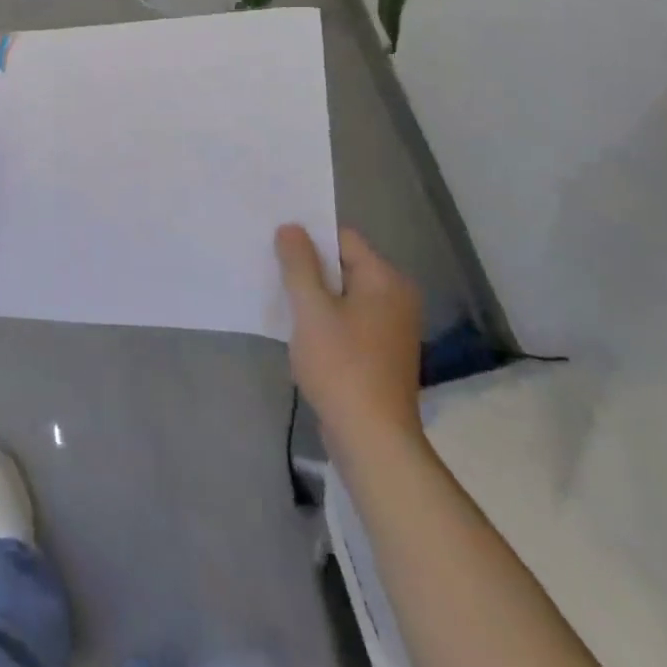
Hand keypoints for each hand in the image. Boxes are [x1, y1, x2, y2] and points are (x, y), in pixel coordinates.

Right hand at [276, 224, 424, 466]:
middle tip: (271, 268)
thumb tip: (291, 227)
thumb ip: (299, 264)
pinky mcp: (382, 353)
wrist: (372, 439)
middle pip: (344, 265)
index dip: (308, 237)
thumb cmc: (341, 366)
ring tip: (280, 298)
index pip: (343, 238)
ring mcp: (392, 328)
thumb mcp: (311, 309)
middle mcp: (396, 298)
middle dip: (308, 267)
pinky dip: (326, 319)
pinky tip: (300, 330)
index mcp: (385, 280)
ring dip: (314, 295)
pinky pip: (349, 319)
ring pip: (344, 294)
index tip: (275, 244)